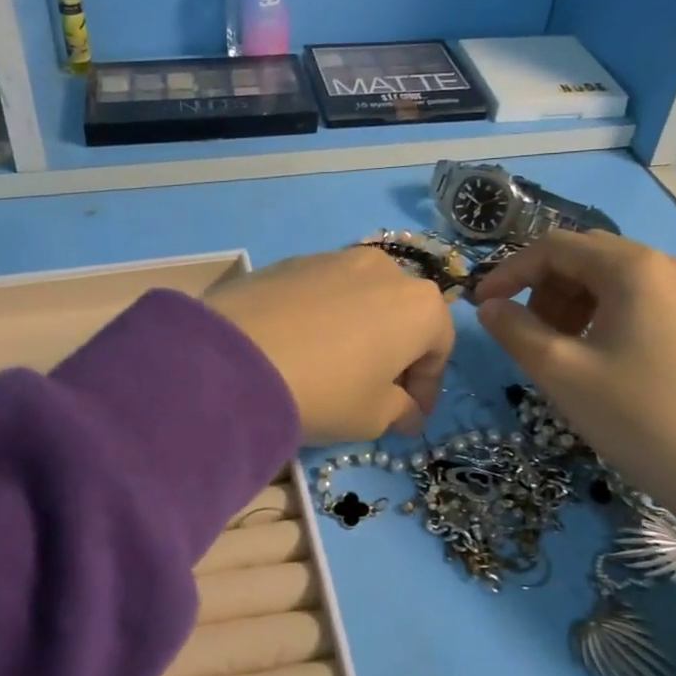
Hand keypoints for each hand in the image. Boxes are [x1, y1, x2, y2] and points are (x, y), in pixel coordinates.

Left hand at [206, 247, 454, 445]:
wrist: (236, 359)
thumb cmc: (326, 391)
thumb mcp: (374, 416)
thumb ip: (401, 411)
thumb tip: (408, 412)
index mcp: (420, 305)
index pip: (439, 349)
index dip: (427, 388)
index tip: (410, 417)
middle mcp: (385, 269)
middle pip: (401, 317)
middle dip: (394, 355)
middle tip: (375, 392)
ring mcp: (335, 258)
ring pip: (361, 300)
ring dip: (358, 332)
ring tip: (333, 367)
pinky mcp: (291, 260)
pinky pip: (321, 293)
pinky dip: (322, 318)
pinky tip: (298, 347)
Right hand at [473, 232, 675, 666]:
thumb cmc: (640, 420)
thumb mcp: (560, 372)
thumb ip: (514, 329)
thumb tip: (490, 306)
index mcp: (635, 267)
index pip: (555, 246)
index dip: (509, 271)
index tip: (482, 306)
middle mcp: (670, 267)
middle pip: (587, 257)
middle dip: (543, 288)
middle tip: (524, 334)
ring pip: (614, 281)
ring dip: (573, 304)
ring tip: (559, 351)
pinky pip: (641, 302)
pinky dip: (605, 317)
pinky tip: (599, 359)